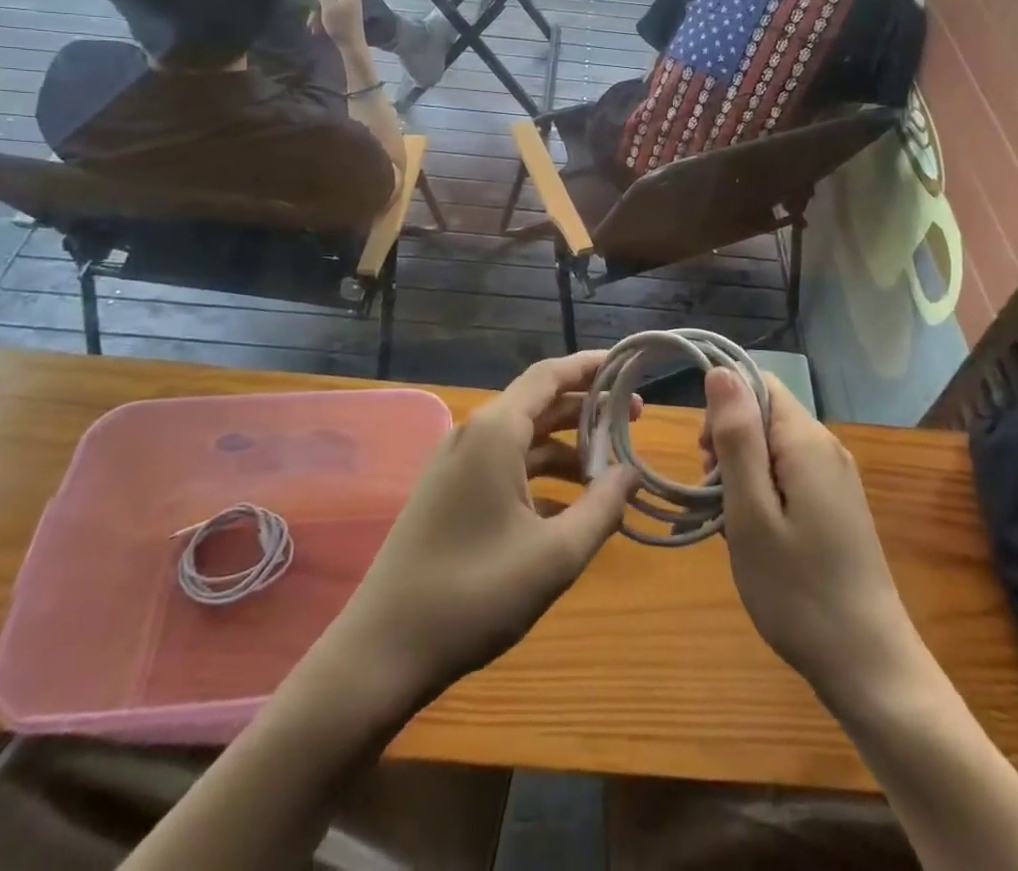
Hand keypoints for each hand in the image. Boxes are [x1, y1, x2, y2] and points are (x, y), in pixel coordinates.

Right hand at [311, 0, 368, 51]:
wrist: (352, 45)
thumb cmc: (340, 24)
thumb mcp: (328, 7)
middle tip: (313, 2)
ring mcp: (353, 8)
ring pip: (335, 3)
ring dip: (322, 11)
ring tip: (312, 23)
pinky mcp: (351, 18)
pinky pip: (336, 13)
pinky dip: (327, 18)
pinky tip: (318, 29)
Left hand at [329, 352, 640, 703]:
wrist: (383, 650)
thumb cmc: (474, 595)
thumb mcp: (555, 555)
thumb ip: (603, 507)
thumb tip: (632, 473)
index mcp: (495, 431)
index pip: (550, 375)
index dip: (591, 367)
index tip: (630, 367)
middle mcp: (474, 435)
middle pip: (539, 403)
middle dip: (587, 409)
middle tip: (634, 421)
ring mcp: (457, 464)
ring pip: (523, 438)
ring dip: (567, 447)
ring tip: (611, 469)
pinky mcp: (449, 493)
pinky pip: (505, 466)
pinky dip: (542, 475)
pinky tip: (571, 507)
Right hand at [703, 368, 922, 709]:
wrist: (869, 667)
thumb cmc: (798, 590)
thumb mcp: (751, 512)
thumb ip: (736, 437)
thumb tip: (722, 371)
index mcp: (807, 440)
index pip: (758, 382)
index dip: (722, 405)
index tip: (704, 454)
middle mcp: (826, 447)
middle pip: (764, 414)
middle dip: (728, 443)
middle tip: (713, 496)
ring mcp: (835, 478)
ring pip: (772, 448)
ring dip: (741, 473)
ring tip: (730, 523)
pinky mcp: (836, 506)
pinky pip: (788, 475)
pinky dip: (761, 493)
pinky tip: (754, 535)